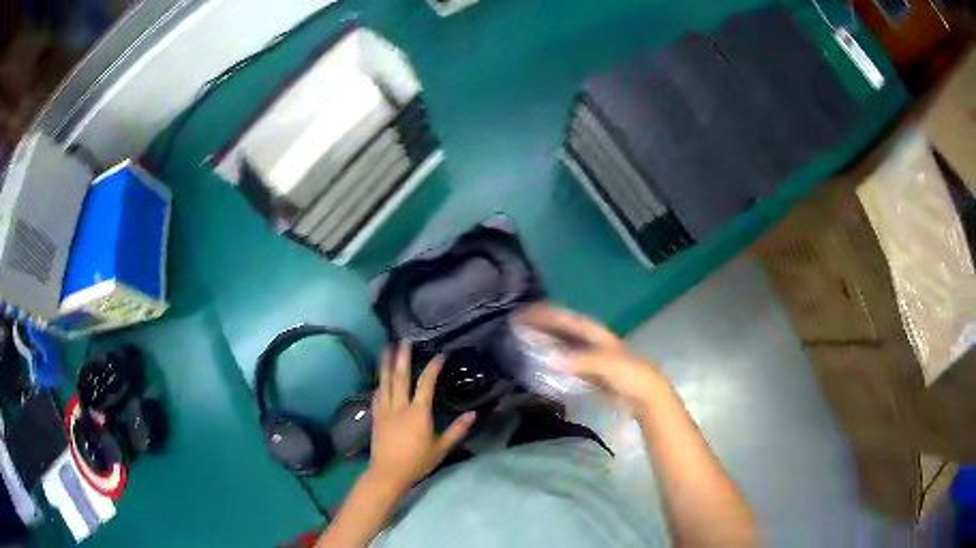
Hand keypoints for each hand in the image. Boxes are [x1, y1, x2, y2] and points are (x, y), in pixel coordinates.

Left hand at [368, 343, 475, 491]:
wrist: (388, 473)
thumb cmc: (417, 462)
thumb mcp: (441, 448)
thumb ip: (457, 430)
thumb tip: (473, 415)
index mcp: (418, 413)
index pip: (425, 384)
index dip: (432, 367)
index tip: (439, 355)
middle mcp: (400, 407)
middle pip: (400, 377)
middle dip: (402, 357)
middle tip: (403, 340)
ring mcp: (385, 411)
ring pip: (385, 382)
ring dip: (386, 364)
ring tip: (386, 348)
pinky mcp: (376, 417)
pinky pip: (377, 395)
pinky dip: (379, 383)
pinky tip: (379, 378)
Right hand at [516, 304, 665, 413]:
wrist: (646, 396)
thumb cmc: (630, 375)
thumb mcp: (608, 365)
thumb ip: (580, 361)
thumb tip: (549, 358)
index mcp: (597, 335)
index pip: (568, 320)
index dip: (547, 314)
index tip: (526, 311)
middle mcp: (592, 342)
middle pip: (563, 331)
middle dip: (543, 326)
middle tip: (518, 324)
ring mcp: (591, 358)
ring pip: (564, 346)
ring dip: (546, 342)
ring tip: (523, 340)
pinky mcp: (590, 375)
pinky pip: (567, 363)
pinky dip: (553, 361)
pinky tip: (542, 364)